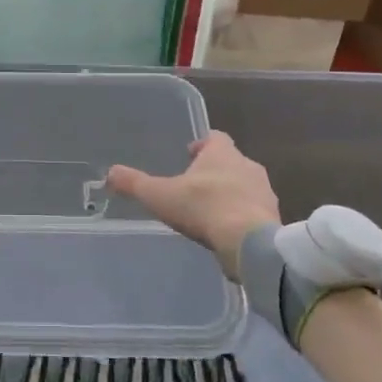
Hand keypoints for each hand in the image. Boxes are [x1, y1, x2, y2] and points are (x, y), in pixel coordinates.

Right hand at [106, 131, 279, 278]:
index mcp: (223, 153)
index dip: (202, 145)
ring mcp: (265, 192)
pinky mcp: (273, 218)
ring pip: (245, 186)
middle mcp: (247, 166)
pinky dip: (242, 217)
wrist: (250, 243)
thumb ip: (134, 184)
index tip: (189, 155)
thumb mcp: (160, 196)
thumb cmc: (204, 208)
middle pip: (230, 162)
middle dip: (214, 171)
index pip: (215, 138)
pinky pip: (254, 211)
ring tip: (210, 211)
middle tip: (195, 186)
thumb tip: (109, 173)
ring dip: (230, 194)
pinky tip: (227, 232)